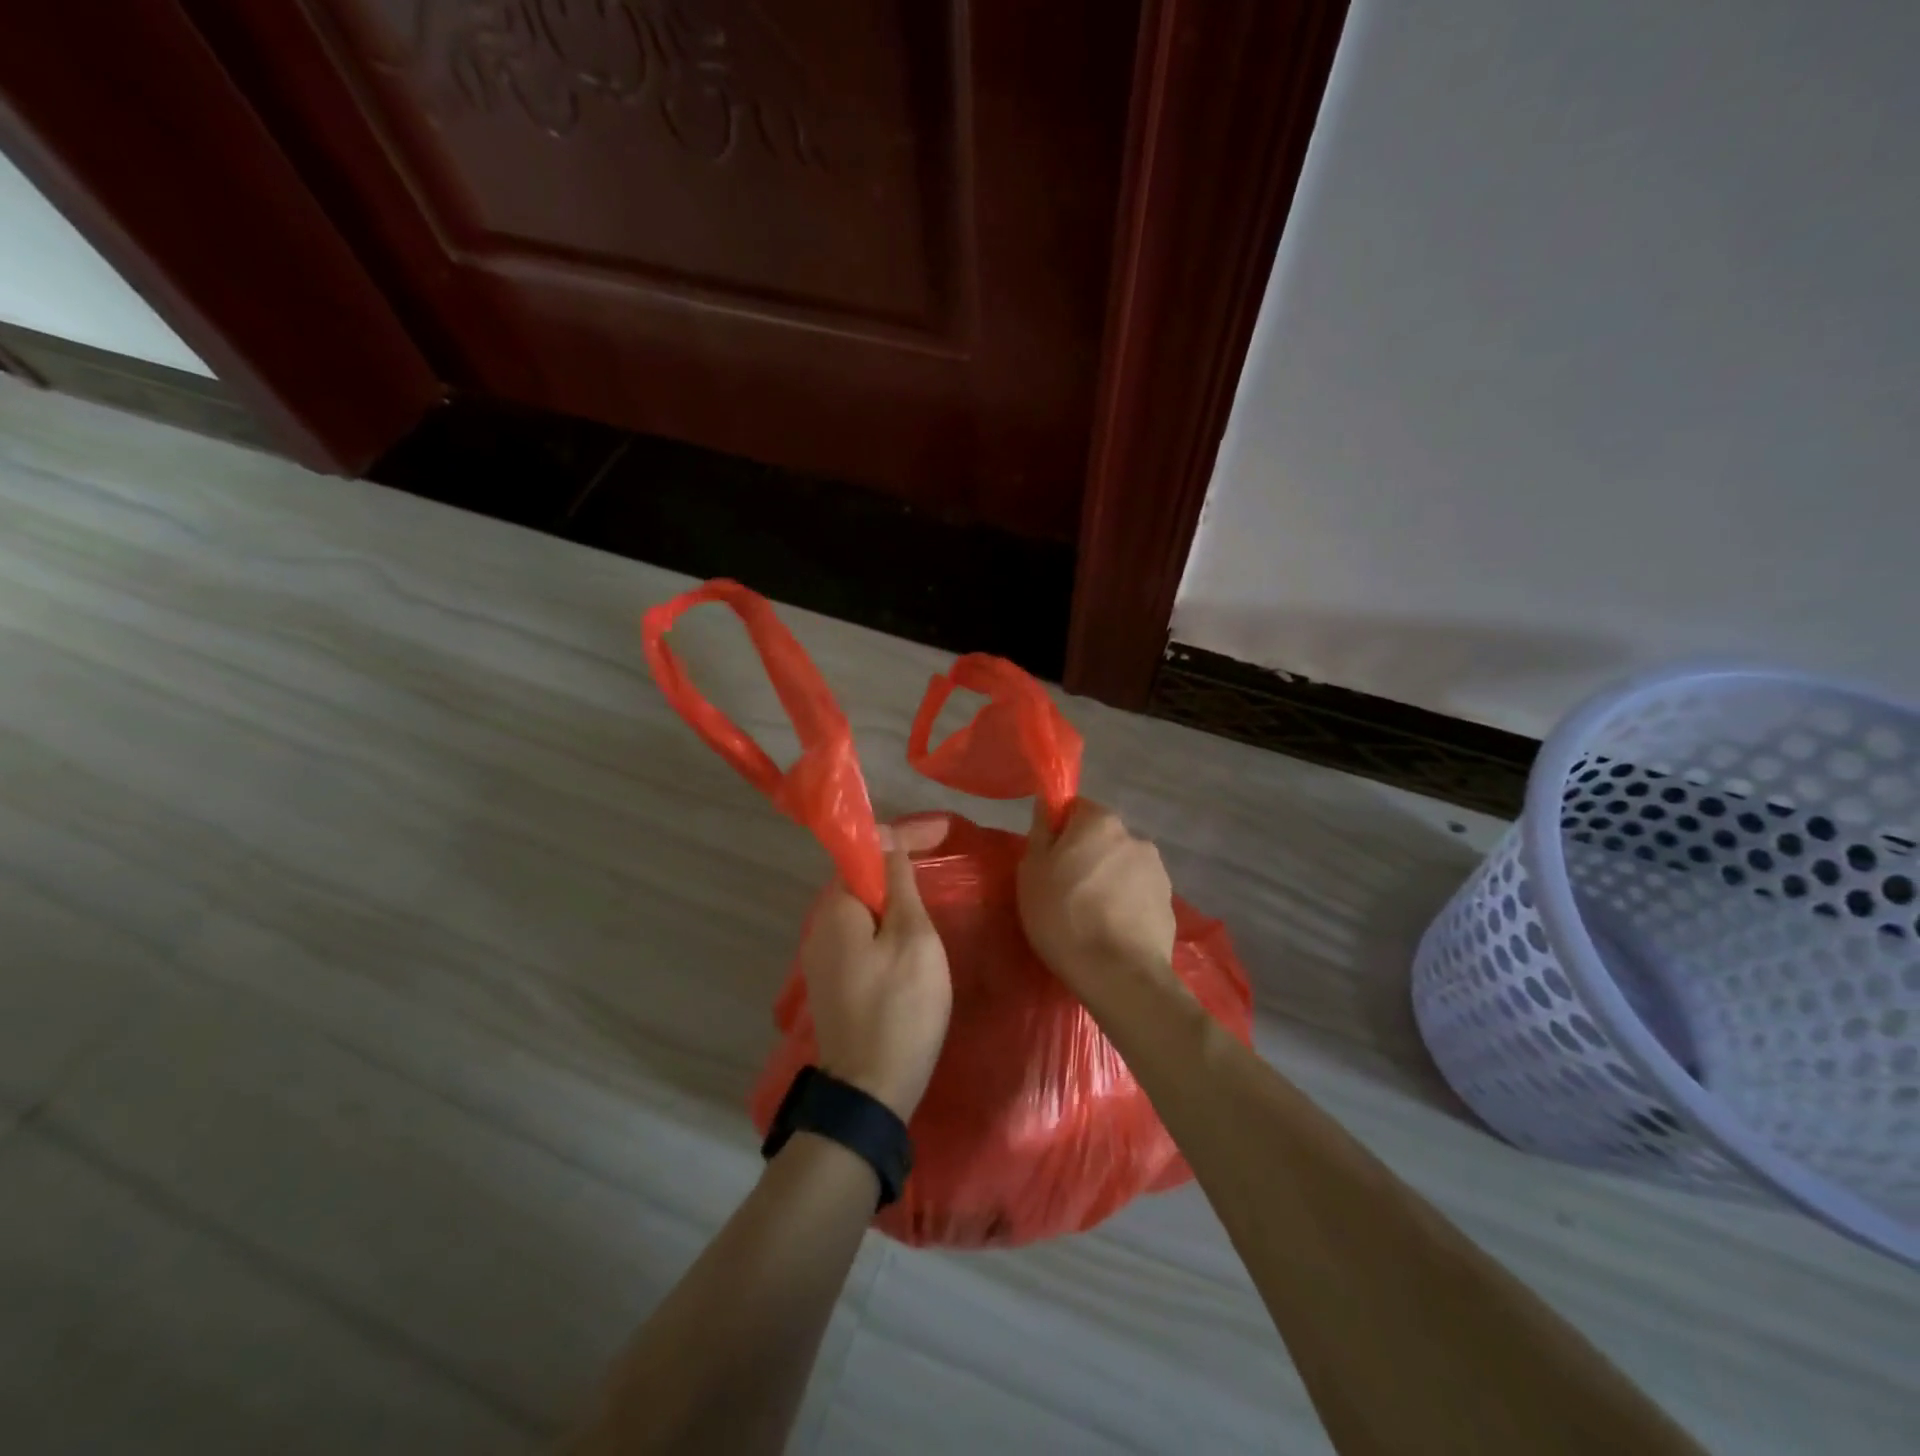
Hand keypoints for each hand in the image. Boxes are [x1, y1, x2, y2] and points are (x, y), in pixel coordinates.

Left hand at [799, 821, 952, 1120]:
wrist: (869, 1091)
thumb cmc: (900, 1008)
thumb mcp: (913, 939)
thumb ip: (900, 885)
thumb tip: (889, 840)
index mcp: (837, 908)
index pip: (866, 849)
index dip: (904, 835)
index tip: (944, 833)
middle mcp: (822, 925)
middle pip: (861, 876)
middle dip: (899, 862)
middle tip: (942, 857)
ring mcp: (824, 956)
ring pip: (862, 907)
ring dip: (894, 893)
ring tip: (932, 889)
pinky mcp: (834, 980)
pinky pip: (861, 933)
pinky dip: (887, 922)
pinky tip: (912, 931)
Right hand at [1018, 799, 1177, 996]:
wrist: (1118, 973)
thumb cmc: (1063, 915)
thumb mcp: (1032, 871)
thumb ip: (1041, 832)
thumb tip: (1047, 804)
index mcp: (1100, 822)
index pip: (1076, 809)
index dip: (1060, 832)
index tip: (1048, 860)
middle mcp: (1134, 837)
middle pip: (1102, 839)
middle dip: (1086, 857)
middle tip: (1064, 892)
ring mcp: (1157, 871)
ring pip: (1122, 867)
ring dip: (1108, 881)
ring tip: (1090, 918)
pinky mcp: (1169, 904)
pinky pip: (1138, 895)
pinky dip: (1125, 905)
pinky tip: (1111, 932)